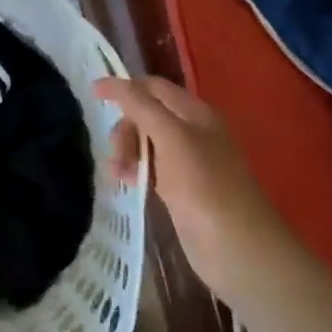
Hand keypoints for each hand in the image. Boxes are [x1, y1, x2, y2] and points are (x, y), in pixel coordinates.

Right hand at [94, 76, 286, 305]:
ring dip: (127, 151)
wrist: (239, 250)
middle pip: (147, 114)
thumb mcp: (171, 138)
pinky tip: (128, 183)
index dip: (124, 88)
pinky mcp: (183, 189)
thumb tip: (108, 81)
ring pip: (147, 142)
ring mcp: (189, 162)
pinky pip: (152, 167)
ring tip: (118, 175)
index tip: (93, 97)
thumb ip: (140, 107)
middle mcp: (193, 131)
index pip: (153, 87)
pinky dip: (136, 170)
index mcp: (195, 113)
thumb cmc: (205, 188)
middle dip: (125, 129)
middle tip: (115, 156)